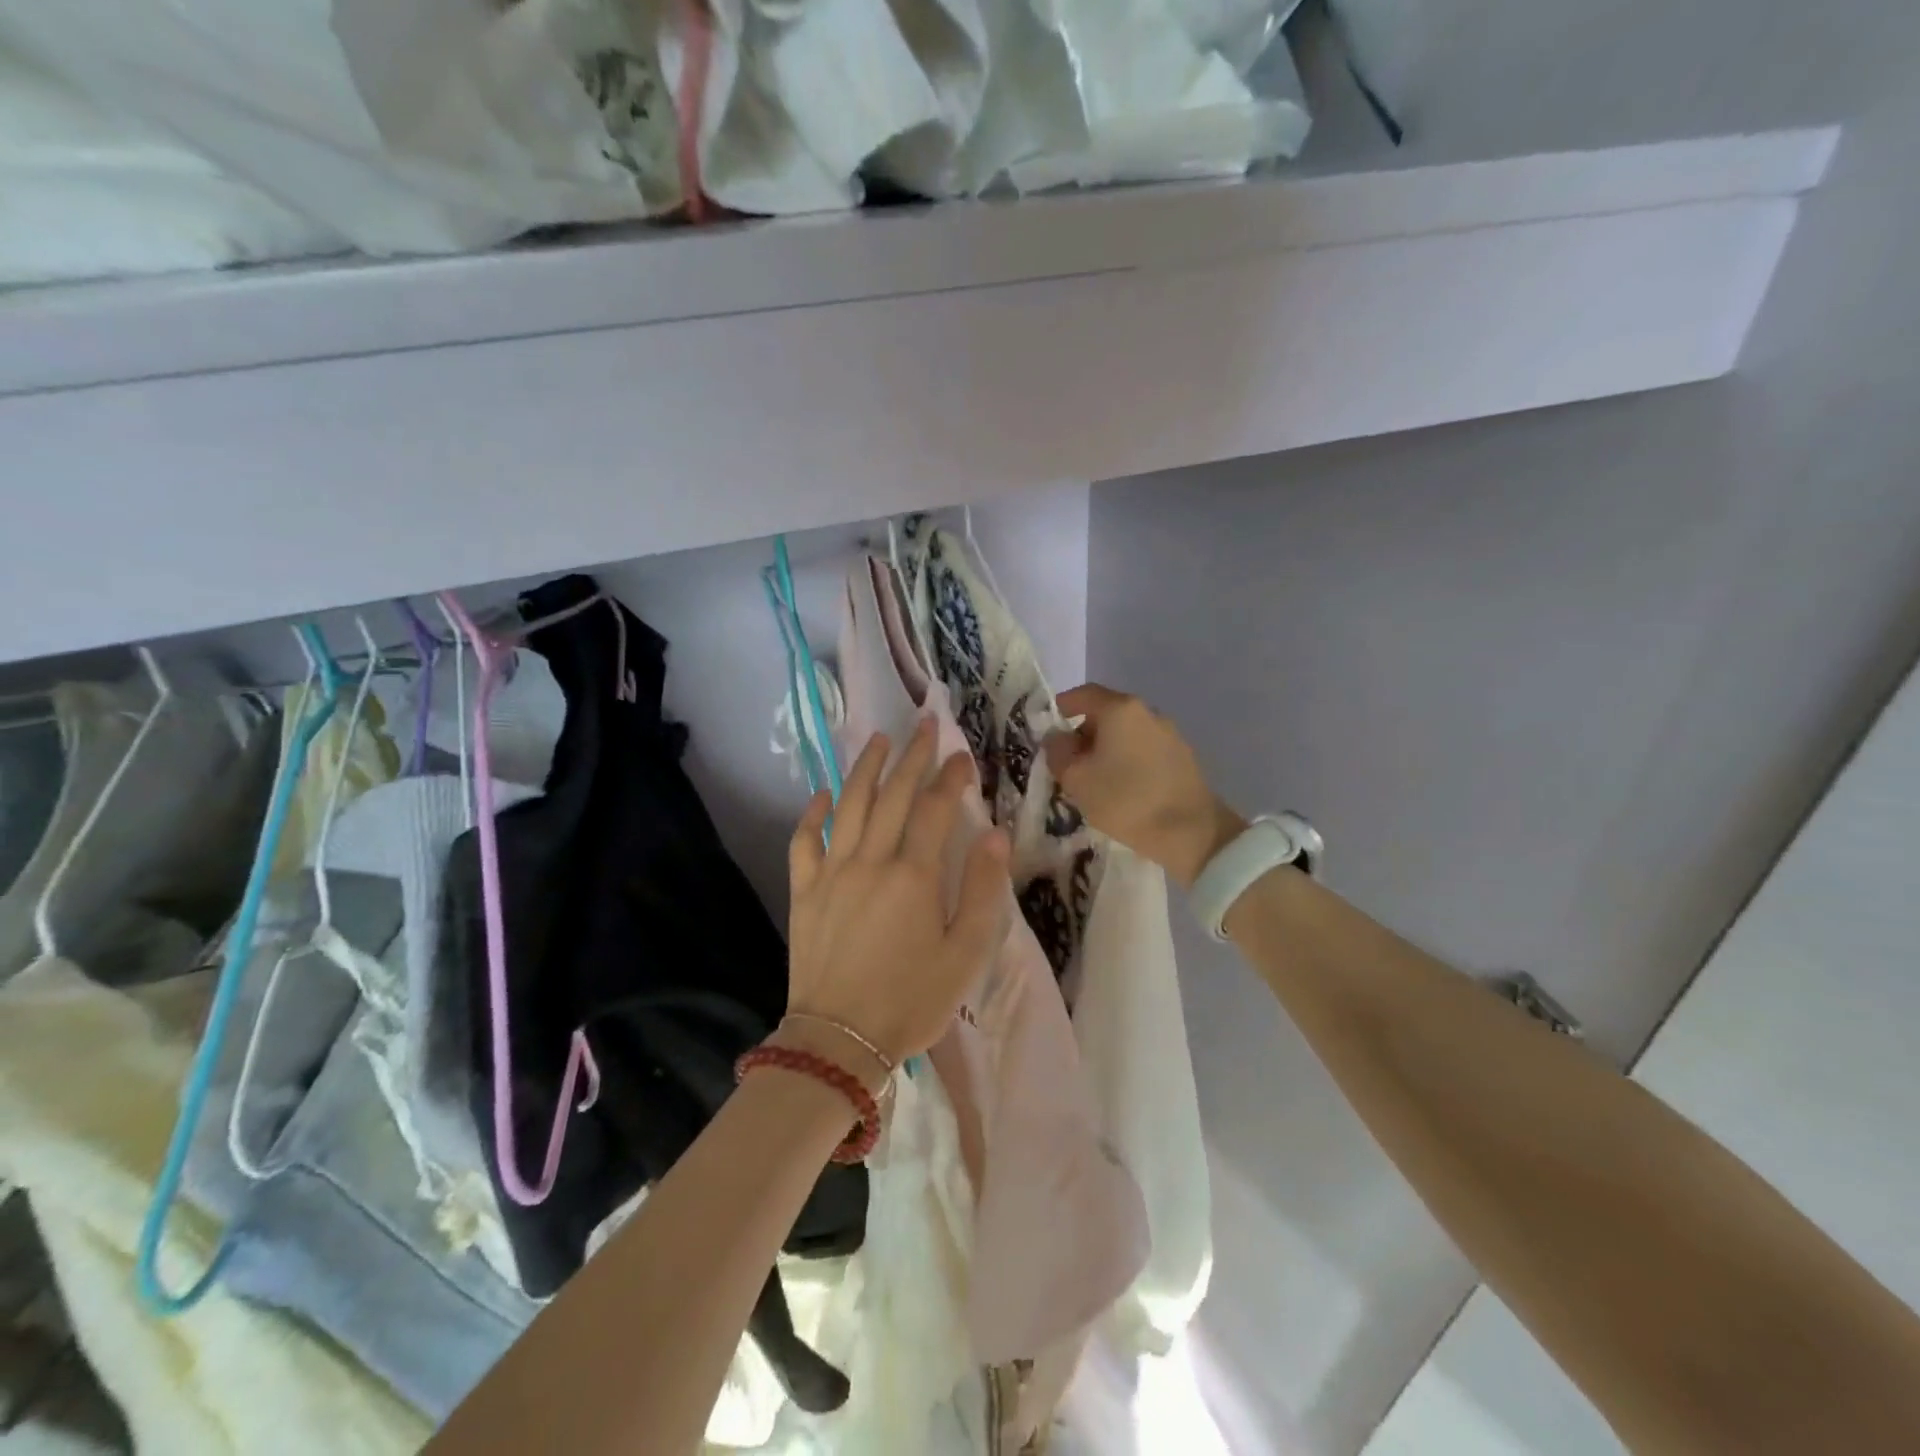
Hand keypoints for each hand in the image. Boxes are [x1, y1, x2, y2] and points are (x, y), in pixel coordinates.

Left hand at [786, 719, 1010, 1070]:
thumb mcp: (964, 953)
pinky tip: (822, 794)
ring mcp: (831, 873)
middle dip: (911, 757)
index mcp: (913, 876)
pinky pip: (803, 841)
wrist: (839, 1040)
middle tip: (923, 726)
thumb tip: (995, 835)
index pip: (934, 809)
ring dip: (864, 768)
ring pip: (848, 806)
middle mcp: (870, 861)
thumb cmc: (911, 1001)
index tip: (963, 755)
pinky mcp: (804, 892)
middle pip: (891, 795)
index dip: (950, 778)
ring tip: (877, 740)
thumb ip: (981, 890)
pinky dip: (812, 813)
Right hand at [1043, 684, 1244, 888]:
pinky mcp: (1183, 757)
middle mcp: (1147, 712)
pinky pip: (1144, 749)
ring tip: (1095, 779)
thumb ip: (1058, 752)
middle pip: (1106, 713)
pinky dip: (1127, 760)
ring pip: (1126, 733)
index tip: (1049, 726)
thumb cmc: (1125, 800)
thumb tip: (1058, 739)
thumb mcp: (1076, 779)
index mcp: (1120, 709)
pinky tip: (1123, 787)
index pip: (1083, 694)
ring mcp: (1169, 734)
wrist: (1190, 832)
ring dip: (1107, 748)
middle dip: (1083, 732)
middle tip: (1069, 761)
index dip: (1062, 707)